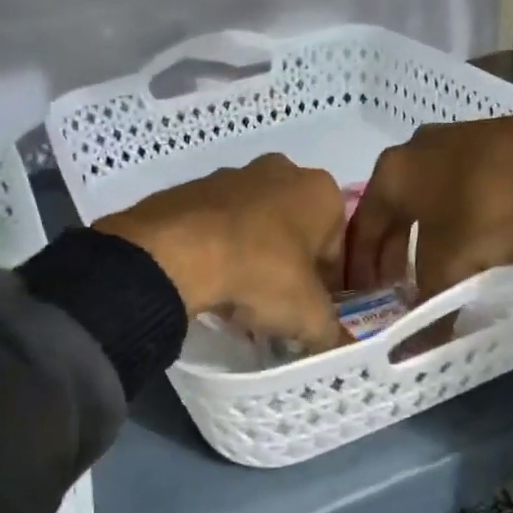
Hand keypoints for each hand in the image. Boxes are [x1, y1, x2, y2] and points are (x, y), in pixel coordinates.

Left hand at [98, 153, 348, 351]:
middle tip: (275, 306)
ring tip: (238, 298)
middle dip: (289, 266)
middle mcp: (282, 172)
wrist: (175, 253)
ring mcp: (233, 175)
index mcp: (321, 191)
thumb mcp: (308, 315)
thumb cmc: (261, 272)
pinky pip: (217, 226)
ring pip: (255, 226)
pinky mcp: (192, 189)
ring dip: (253, 256)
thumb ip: (330, 329)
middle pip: (295, 231)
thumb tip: (335, 341)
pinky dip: (218, 249)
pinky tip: (209, 282)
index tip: (310, 312)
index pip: (337, 246)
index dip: (327, 285)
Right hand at [346, 108, 512, 297]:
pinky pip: (462, 186)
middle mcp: (417, 148)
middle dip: (394, 251)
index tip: (365, 295)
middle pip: (395, 210)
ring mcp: (458, 138)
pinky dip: (458, 217)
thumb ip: (429, 309)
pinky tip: (477, 239)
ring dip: (427, 234)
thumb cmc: (488, 211)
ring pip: (429, 197)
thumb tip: (414, 351)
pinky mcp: (497, 139)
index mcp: (392, 172)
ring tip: (437, 268)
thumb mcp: (451, 268)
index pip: (363, 226)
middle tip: (397, 287)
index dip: (361, 266)